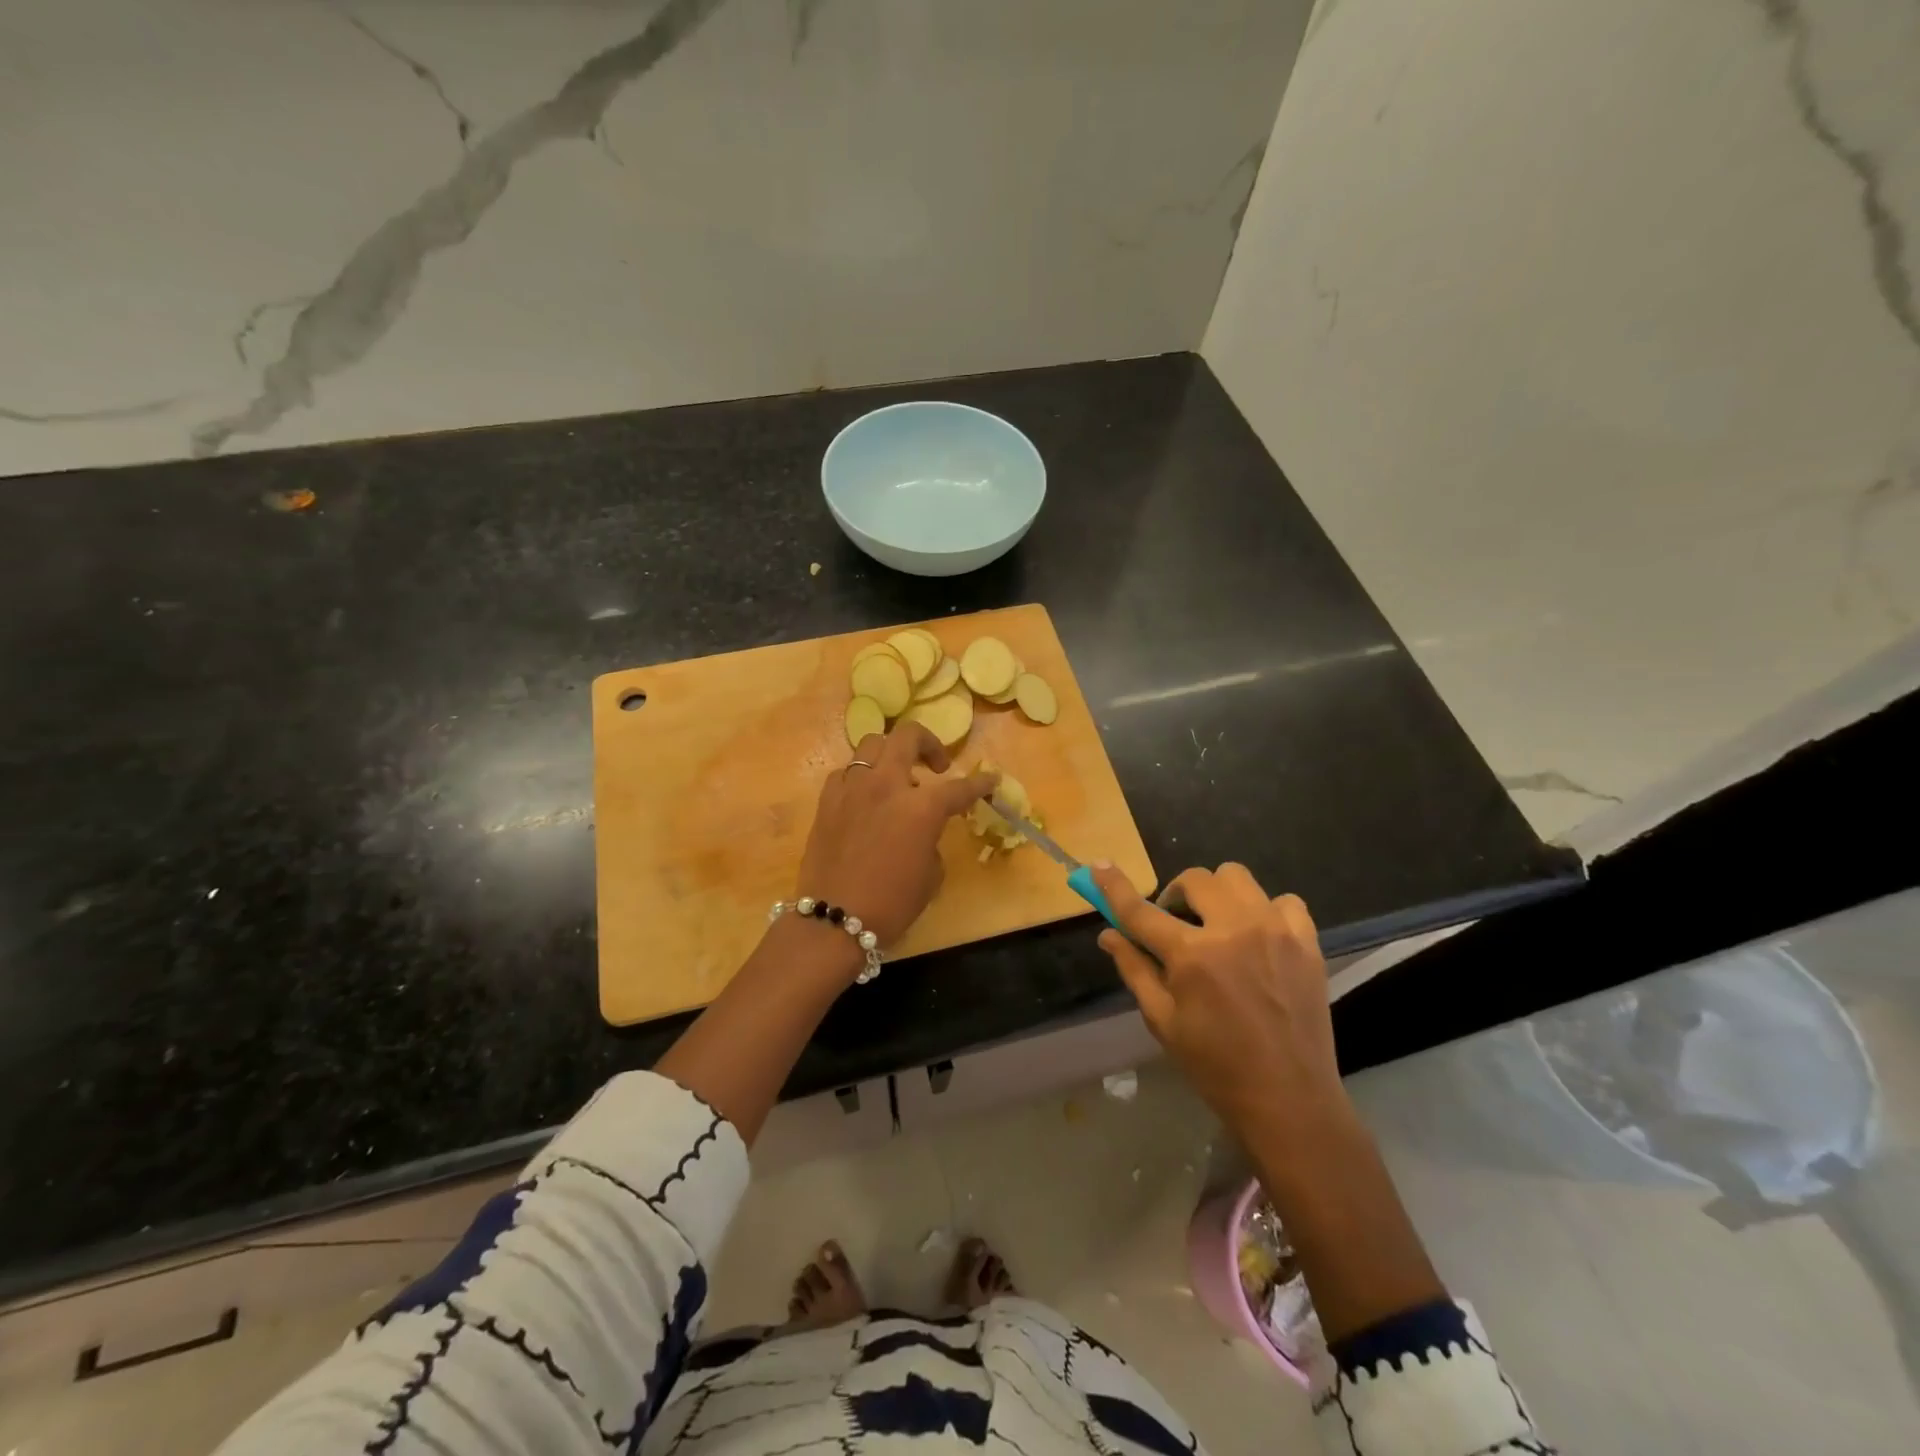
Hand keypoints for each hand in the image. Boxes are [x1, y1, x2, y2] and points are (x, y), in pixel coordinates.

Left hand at [796, 723, 996, 951]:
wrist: (834, 920)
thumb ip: (932, 839)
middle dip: (930, 743)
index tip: (991, 780)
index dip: (981, 784)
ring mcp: (853, 787)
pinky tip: (866, 796)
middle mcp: (887, 785)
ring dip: (892, 754)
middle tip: (937, 766)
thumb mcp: (931, 875)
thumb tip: (923, 829)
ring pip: (873, 744)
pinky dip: (862, 777)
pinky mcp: (827, 799)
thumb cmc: (892, 904)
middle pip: (909, 736)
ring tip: (898, 776)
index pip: (960, 787)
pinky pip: (847, 772)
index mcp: (922, 808)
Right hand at [1091, 862, 1345, 1143]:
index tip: (1100, 866)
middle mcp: (1234, 929)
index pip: (1140, 910)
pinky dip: (1264, 911)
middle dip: (1176, 896)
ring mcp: (1275, 930)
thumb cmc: (1215, 1065)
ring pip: (1236, 877)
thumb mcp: (1162, 1020)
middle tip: (1176, 926)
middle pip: (1194, 879)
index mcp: (1192, 955)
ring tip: (1218, 927)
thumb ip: (1134, 969)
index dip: (1115, 886)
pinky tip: (1259, 938)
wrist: (1289, 1099)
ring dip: (1217, 894)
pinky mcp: (1307, 941)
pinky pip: (1283, 900)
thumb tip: (1108, 934)